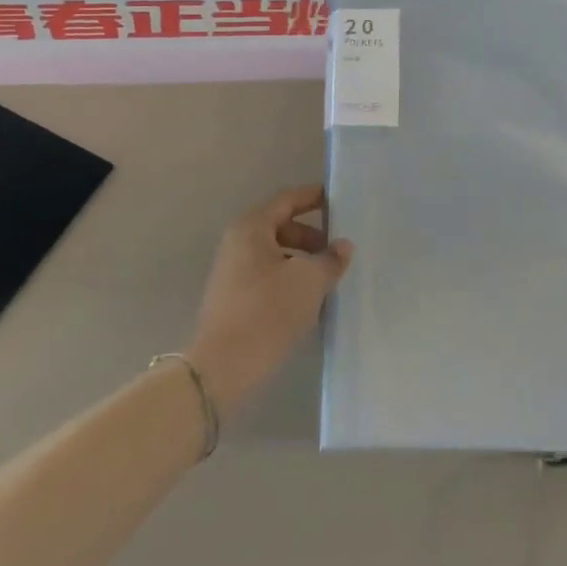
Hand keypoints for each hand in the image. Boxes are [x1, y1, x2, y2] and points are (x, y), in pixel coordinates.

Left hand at [185, 185, 352, 416]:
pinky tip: (310, 301)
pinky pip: (268, 277)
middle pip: (281, 227)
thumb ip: (330, 259)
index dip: (314, 198)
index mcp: (251, 228)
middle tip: (339, 252)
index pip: (287, 200)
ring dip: (304, 262)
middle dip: (313, 236)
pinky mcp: (234, 299)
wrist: (223, 368)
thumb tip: (342, 246)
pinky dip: (290, 281)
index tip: (340, 202)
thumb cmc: (267, 311)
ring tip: (329, 280)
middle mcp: (238, 243)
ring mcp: (232, 273)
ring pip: (276, 255)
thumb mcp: (308, 281)